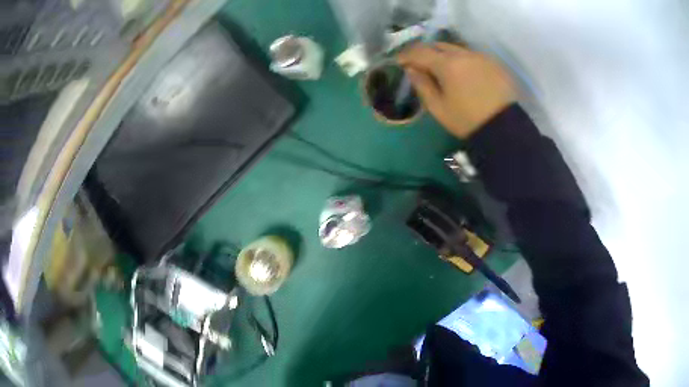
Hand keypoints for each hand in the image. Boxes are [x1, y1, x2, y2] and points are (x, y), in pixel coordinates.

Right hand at [397, 42, 516, 138]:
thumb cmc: (467, 121)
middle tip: (419, 63)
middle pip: (438, 45)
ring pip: (456, 49)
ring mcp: (481, 56)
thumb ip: (422, 85)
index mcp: (447, 65)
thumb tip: (411, 69)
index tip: (399, 61)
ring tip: (441, 68)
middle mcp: (464, 54)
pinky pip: (472, 55)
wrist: (504, 129)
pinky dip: (461, 60)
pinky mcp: (494, 63)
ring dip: (444, 55)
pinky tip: (462, 73)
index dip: (407, 55)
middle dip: (426, 52)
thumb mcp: (438, 108)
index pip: (420, 52)